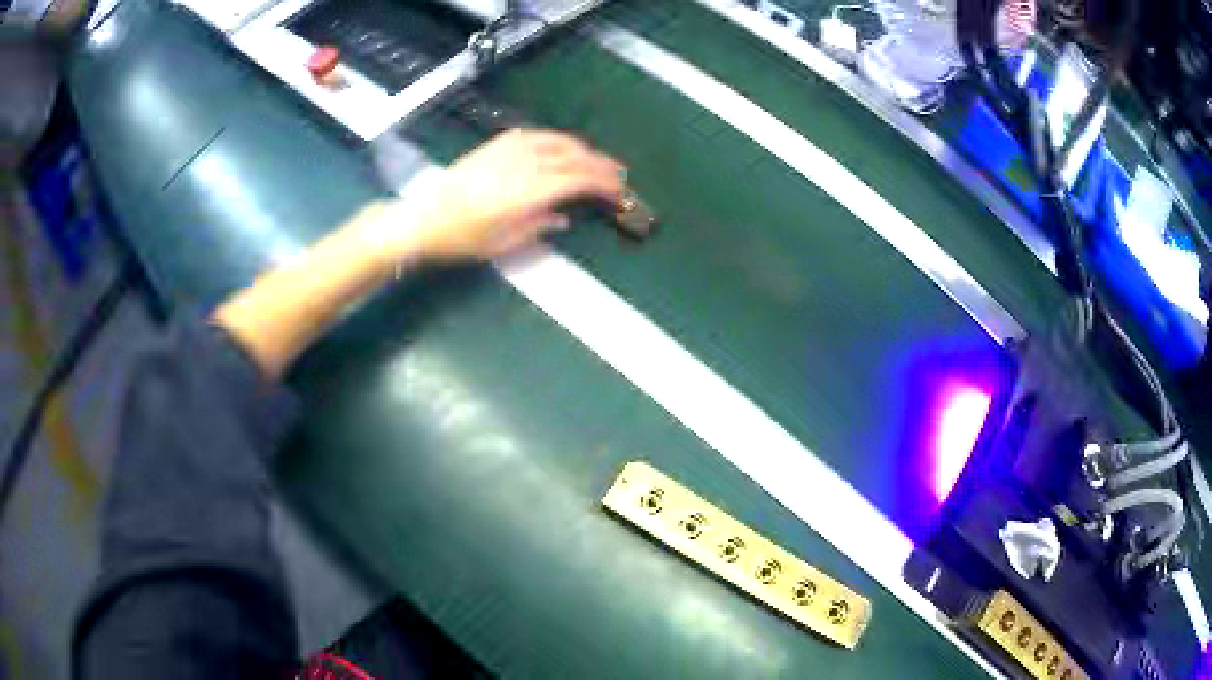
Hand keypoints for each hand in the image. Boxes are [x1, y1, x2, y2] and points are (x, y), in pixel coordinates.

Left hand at [374, 128, 625, 263]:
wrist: (423, 218)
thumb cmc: (461, 237)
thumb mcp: (504, 243)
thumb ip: (538, 226)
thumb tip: (562, 218)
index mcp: (530, 190)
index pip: (579, 179)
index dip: (604, 183)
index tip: (619, 191)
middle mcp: (524, 163)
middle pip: (574, 156)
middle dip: (600, 165)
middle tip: (618, 175)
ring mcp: (510, 149)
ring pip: (557, 141)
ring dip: (581, 149)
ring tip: (594, 160)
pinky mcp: (496, 144)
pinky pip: (535, 135)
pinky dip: (555, 140)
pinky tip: (559, 146)